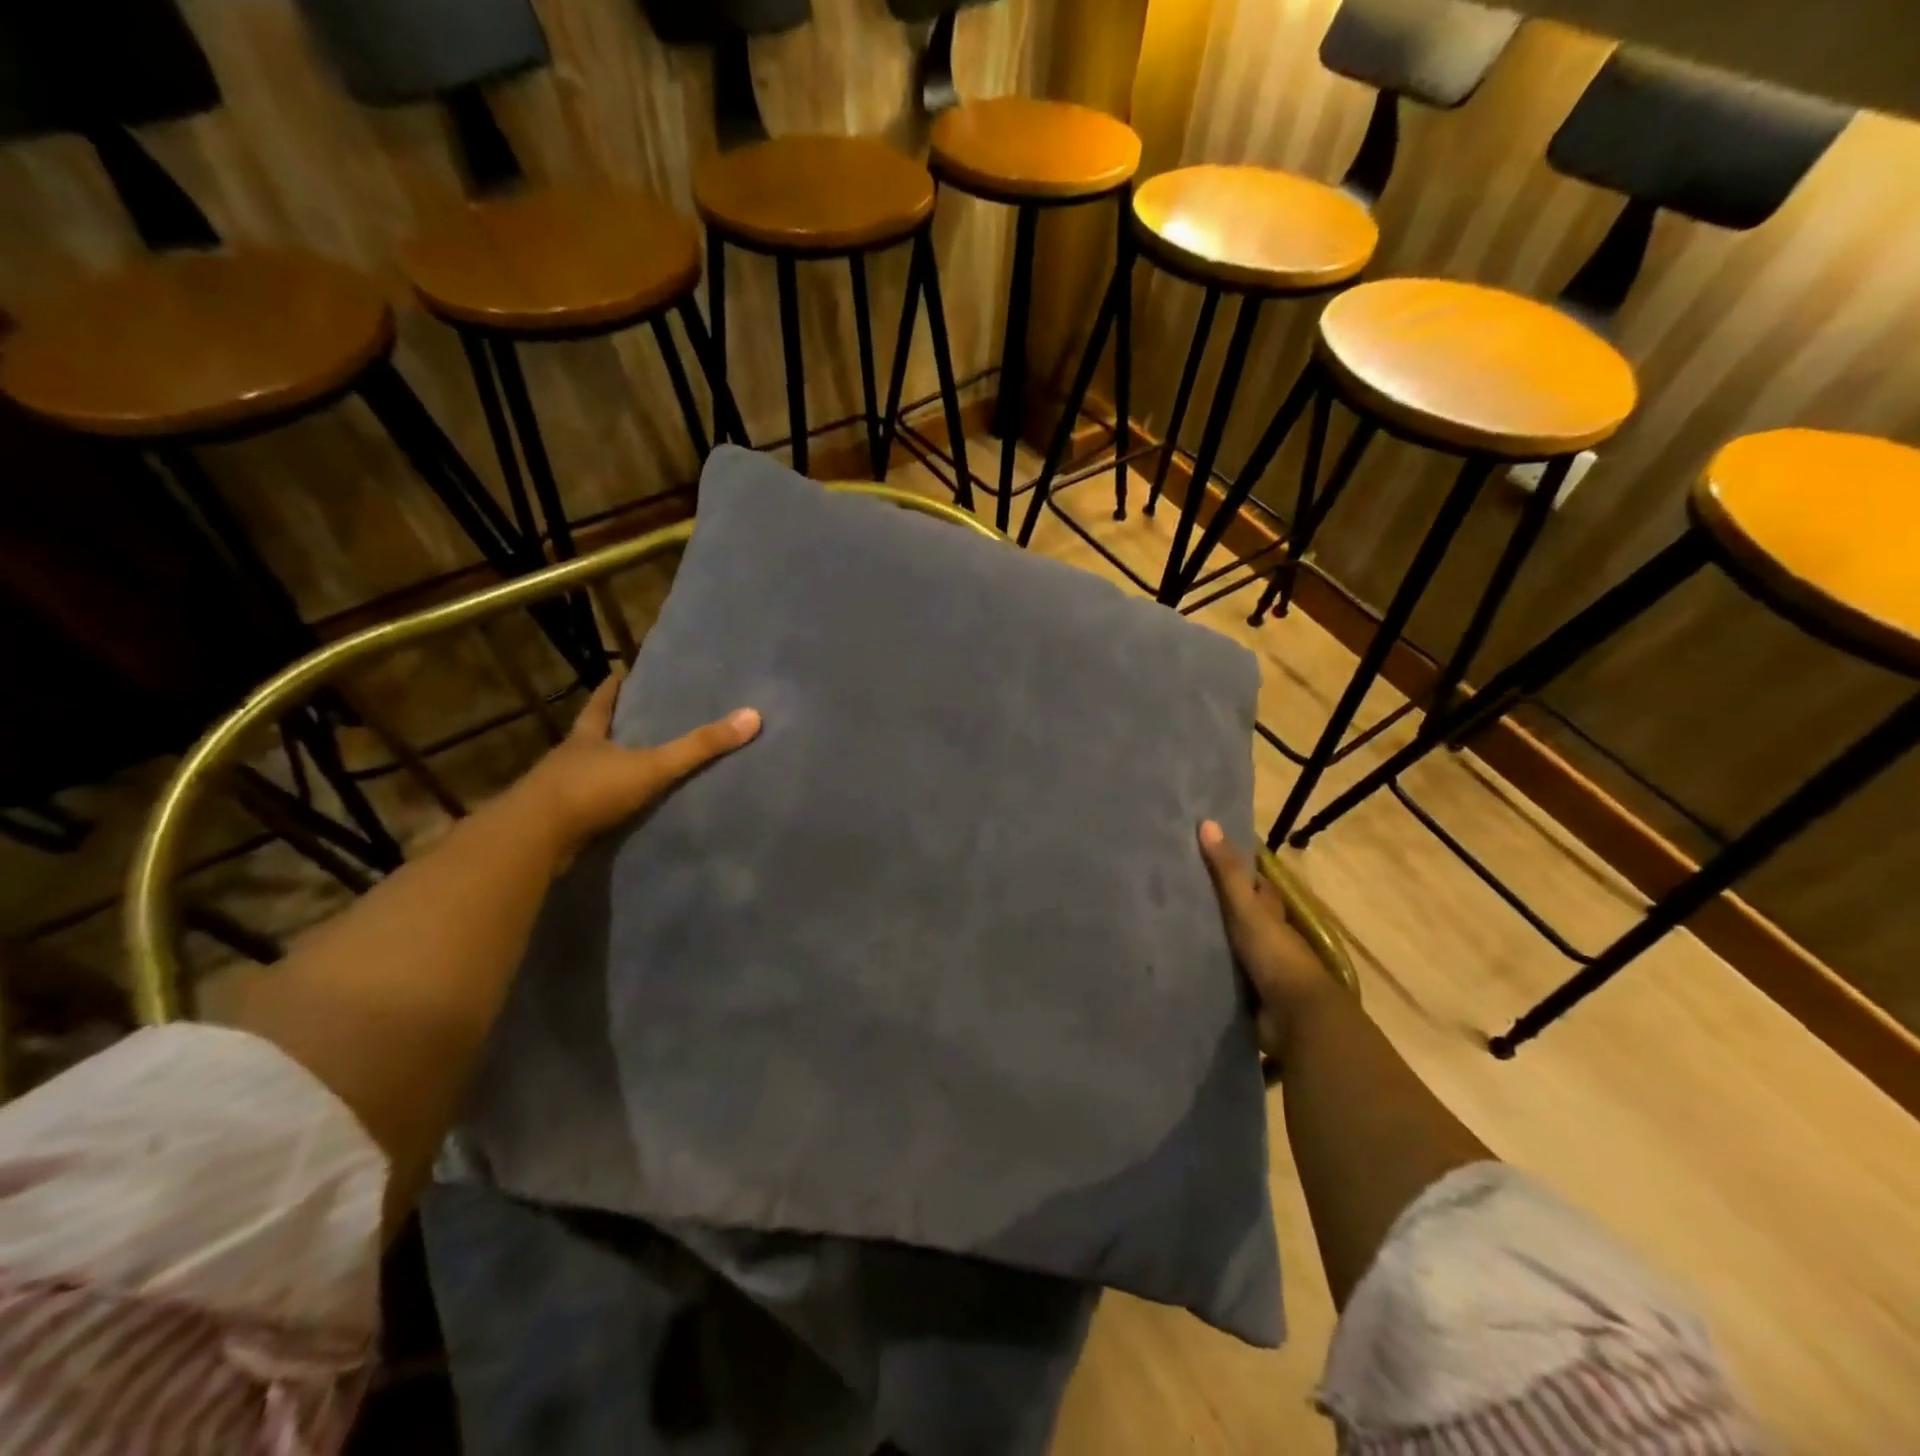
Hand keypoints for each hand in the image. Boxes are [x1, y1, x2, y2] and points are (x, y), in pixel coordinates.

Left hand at [514, 669, 760, 870]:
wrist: (533, 840)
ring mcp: (558, 793)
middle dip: (609, 730)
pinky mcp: (556, 825)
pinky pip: (584, 810)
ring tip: (630, 769)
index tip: (618, 674)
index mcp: (587, 738)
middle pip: (590, 737)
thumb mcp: (653, 766)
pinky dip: (599, 808)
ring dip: (603, 771)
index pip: (600, 705)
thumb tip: (752, 717)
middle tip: (634, 721)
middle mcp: (569, 759)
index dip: (611, 690)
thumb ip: (699, 747)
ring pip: (584, 774)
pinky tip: (616, 814)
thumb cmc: (591, 790)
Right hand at [1198, 820, 1339, 1062]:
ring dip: (1208, 939)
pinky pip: (1219, 976)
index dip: (1235, 870)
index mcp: (1271, 913)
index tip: (1204, 854)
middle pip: (1240, 915)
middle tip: (1174, 890)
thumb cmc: (1275, 954)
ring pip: (1228, 945)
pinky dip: (1203, 969)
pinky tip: (1177, 963)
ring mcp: (1257, 968)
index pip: (1255, 885)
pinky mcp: (1244, 995)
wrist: (1295, 1017)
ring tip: (1166, 926)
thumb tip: (1207, 822)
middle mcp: (1266, 938)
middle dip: (1216, 905)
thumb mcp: (1247, 908)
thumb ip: (1227, 872)